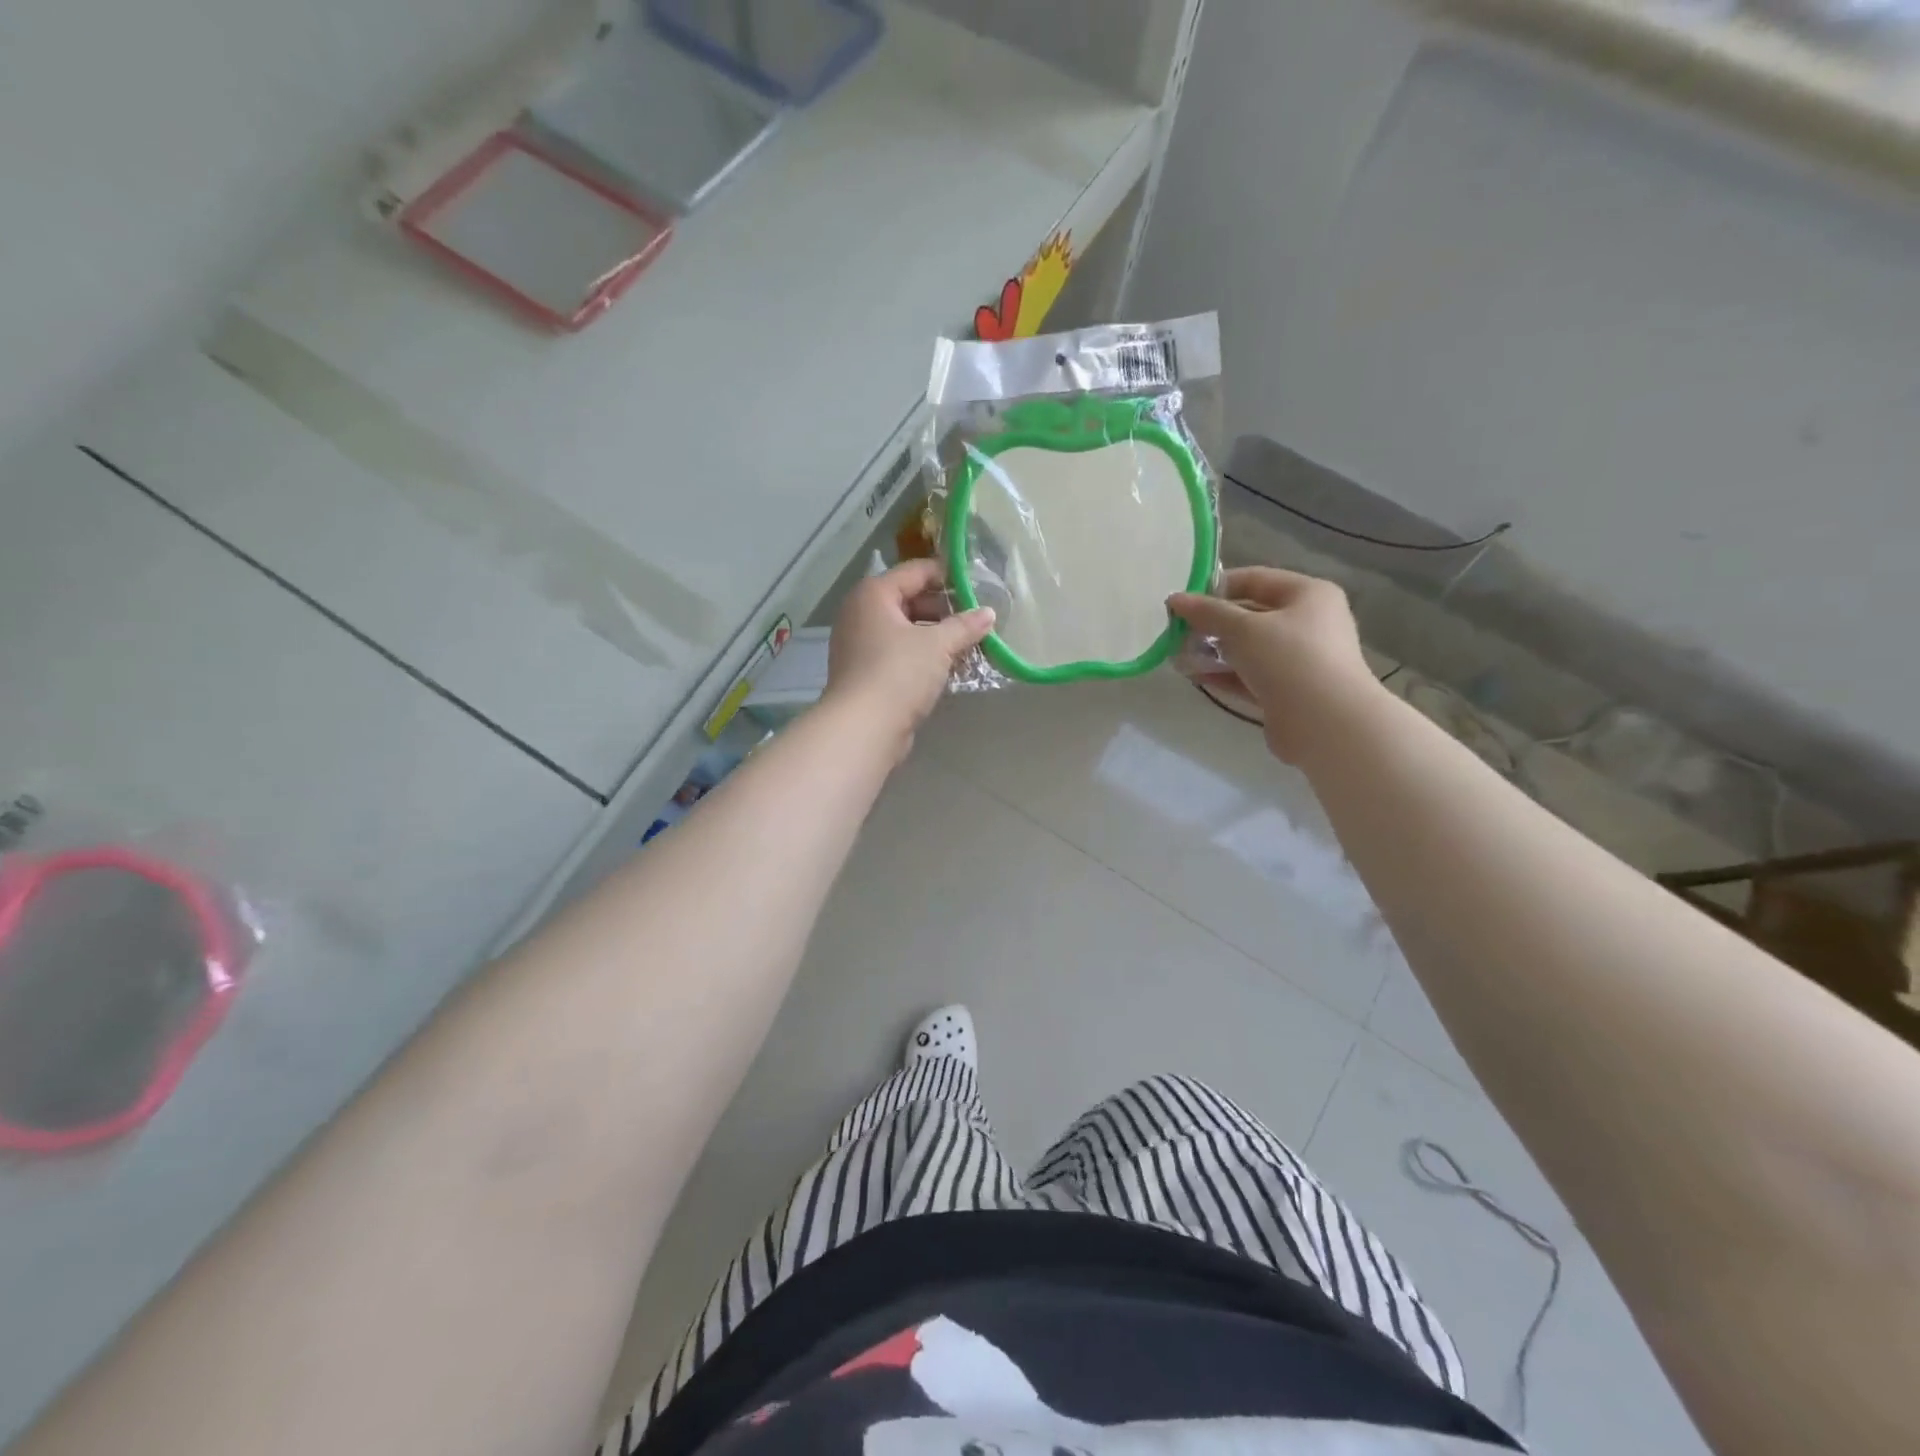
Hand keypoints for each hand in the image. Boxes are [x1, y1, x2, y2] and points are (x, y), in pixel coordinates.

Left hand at [825, 559, 995, 753]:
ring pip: (906, 630)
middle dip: (946, 611)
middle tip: (977, 620)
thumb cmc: (898, 673)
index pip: (916, 571)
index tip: (979, 585)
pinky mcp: (866, 672)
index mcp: (874, 594)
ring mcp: (860, 644)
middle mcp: (861, 613)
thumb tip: (989, 613)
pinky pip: (900, 653)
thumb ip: (965, 625)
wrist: (863, 728)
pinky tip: (951, 667)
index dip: (948, 575)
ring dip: (937, 636)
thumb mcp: (938, 645)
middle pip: (911, 600)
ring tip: (970, 645)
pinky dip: (923, 656)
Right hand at [1168, 567, 1383, 763]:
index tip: (1183, 600)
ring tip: (1178, 654)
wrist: (1325, 723)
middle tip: (1176, 630)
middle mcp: (1307, 623)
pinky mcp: (1286, 691)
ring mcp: (1298, 660)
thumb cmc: (1289, 659)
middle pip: (1250, 615)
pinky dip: (1223, 674)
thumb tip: (1175, 599)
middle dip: (1212, 623)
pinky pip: (1249, 676)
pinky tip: (1194, 675)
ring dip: (1213, 650)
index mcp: (1308, 595)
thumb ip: (1207, 612)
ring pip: (1248, 648)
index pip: (1255, 579)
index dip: (1217, 587)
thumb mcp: (1243, 628)